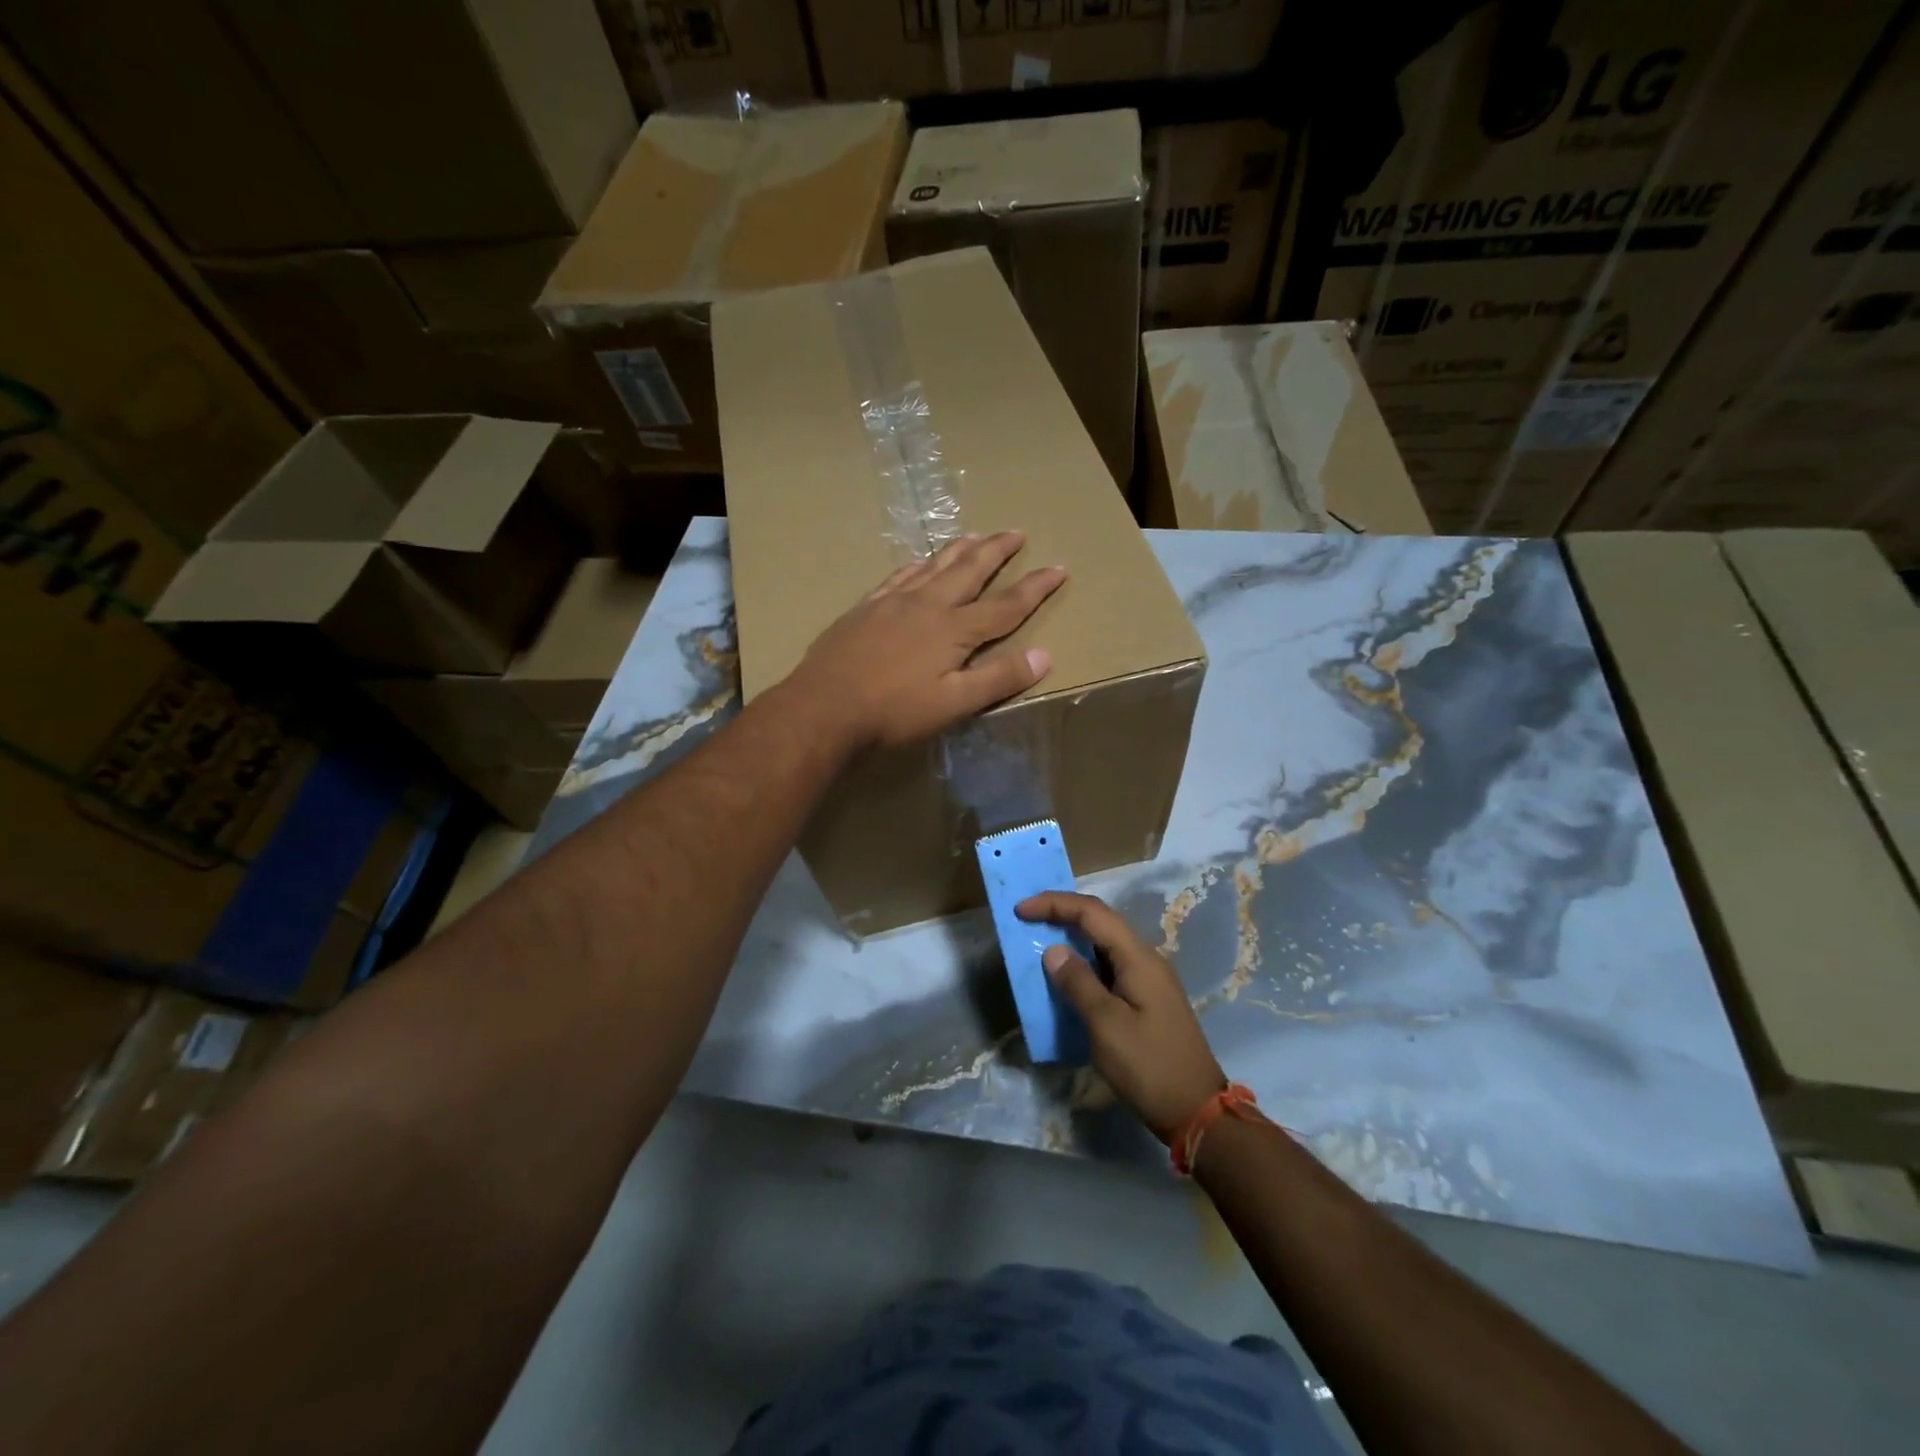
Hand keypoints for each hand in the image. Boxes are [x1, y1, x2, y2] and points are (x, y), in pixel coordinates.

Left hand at [789, 532, 1066, 750]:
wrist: (823, 706)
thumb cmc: (893, 711)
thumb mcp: (954, 704)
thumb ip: (998, 679)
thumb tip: (1045, 656)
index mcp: (954, 629)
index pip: (1005, 605)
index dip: (1035, 587)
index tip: (1058, 568)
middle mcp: (927, 605)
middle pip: (969, 570)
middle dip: (997, 551)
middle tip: (1016, 532)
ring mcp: (893, 602)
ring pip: (934, 565)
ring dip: (959, 549)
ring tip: (976, 534)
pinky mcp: (865, 607)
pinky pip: (899, 575)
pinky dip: (917, 564)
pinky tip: (918, 562)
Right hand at [1017, 892, 1225, 1142]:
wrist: (1196, 1111)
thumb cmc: (1148, 1066)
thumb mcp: (1106, 1025)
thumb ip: (1078, 983)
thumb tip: (1054, 950)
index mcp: (1138, 958)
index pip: (1092, 912)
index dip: (1055, 903)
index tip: (1021, 909)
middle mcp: (1146, 959)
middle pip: (1101, 921)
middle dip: (1063, 913)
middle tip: (1028, 918)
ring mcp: (1149, 979)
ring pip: (1106, 943)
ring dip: (1073, 937)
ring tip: (1041, 941)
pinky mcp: (1147, 999)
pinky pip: (1111, 966)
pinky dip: (1085, 962)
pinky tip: (1069, 977)